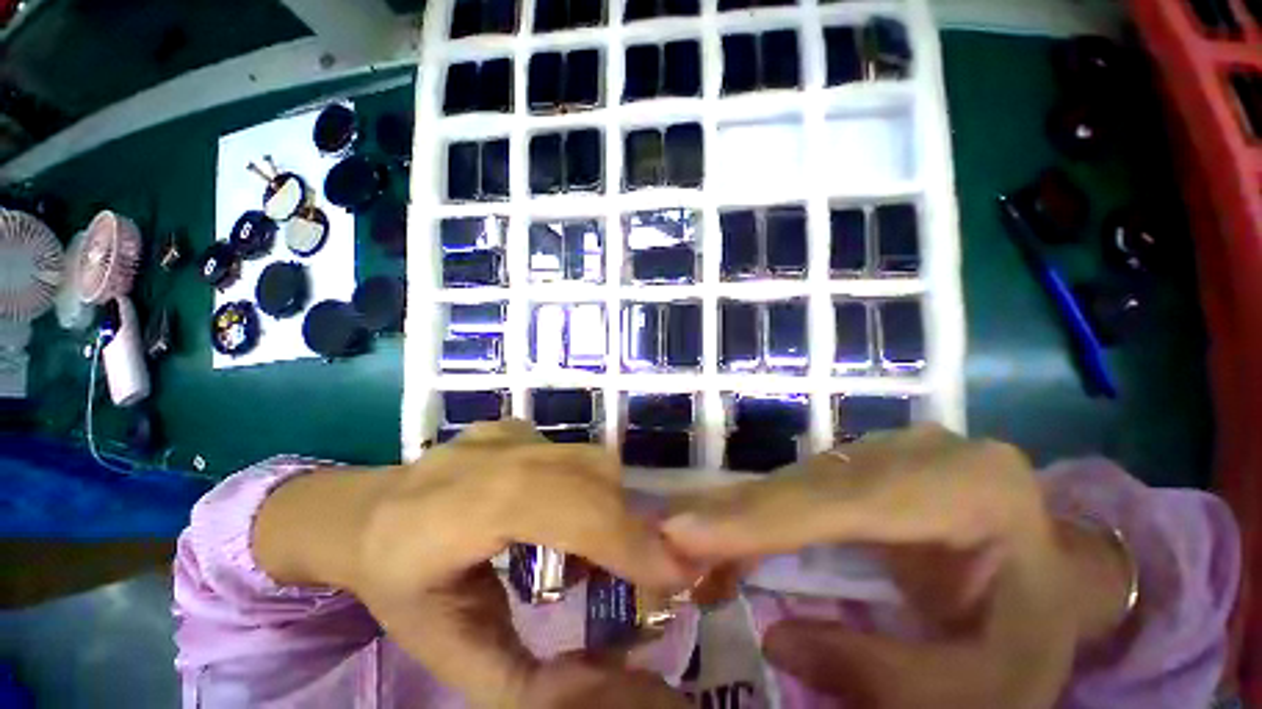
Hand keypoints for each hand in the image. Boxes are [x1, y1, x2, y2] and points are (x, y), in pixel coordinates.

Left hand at [254, 420, 691, 707]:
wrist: (367, 514)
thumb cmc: (401, 588)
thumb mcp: (451, 655)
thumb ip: (525, 681)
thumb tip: (608, 681)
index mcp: (452, 514)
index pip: (554, 504)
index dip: (618, 535)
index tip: (672, 574)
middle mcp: (487, 456)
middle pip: (587, 473)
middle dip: (628, 524)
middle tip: (644, 572)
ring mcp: (505, 434)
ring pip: (589, 458)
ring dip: (612, 506)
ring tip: (599, 552)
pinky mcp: (518, 428)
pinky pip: (574, 454)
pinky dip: (591, 488)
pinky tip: (567, 518)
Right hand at [663, 425, 1130, 708]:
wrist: (1056, 569)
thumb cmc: (1033, 625)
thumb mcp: (987, 685)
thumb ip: (884, 673)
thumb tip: (777, 640)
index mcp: (973, 490)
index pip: (848, 502)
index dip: (762, 517)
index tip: (685, 529)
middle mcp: (919, 451)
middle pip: (808, 483)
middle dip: (734, 514)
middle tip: (666, 536)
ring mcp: (886, 446)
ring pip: (796, 478)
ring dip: (739, 513)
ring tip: (686, 538)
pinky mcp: (862, 458)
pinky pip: (799, 483)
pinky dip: (758, 511)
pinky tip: (725, 528)